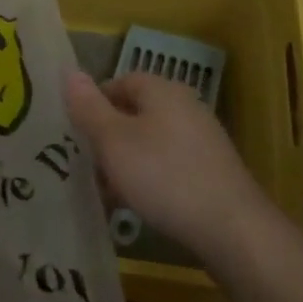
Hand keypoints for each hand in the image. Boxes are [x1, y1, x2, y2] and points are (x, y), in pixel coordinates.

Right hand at [64, 70, 285, 265]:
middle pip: (135, 112)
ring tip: (109, 191)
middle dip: (108, 137)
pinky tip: (141, 206)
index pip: (120, 81)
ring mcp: (203, 140)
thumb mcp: (113, 141)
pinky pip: (170, 165)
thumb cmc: (164, 176)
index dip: (94, 103)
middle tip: (88, 164)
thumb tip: (69, 72)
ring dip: (127, 162)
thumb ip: (88, 107)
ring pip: (151, 142)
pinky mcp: (212, 171)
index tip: (76, 133)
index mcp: (162, 90)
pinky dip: (151, 179)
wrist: (233, 230)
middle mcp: (185, 106)